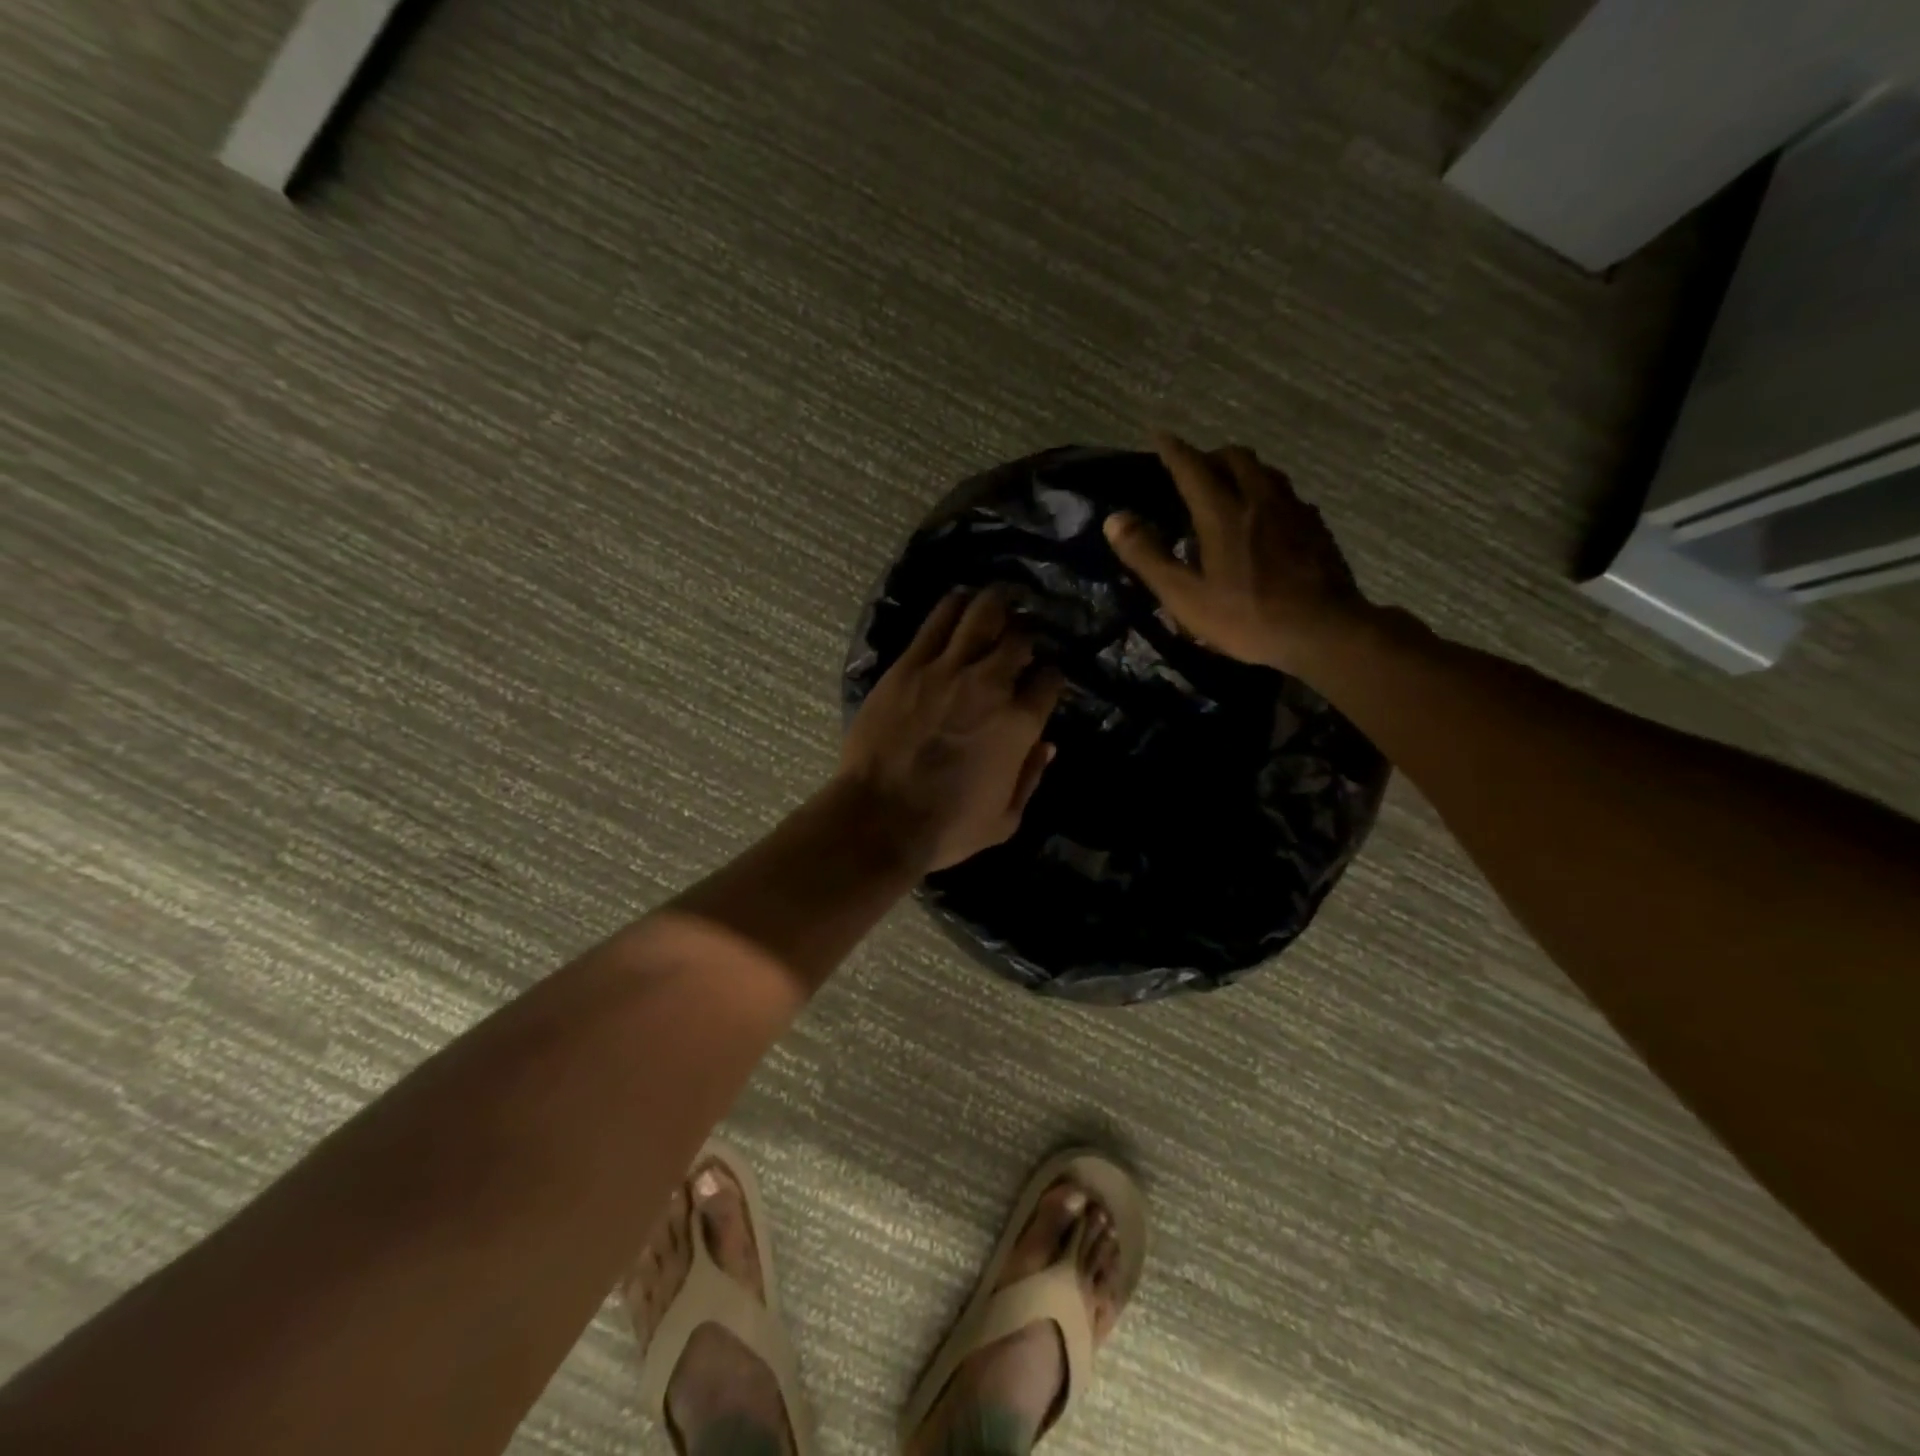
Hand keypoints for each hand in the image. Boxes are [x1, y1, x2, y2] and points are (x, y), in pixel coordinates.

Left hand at [840, 588, 1064, 870]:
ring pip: (982, 615)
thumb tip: (1048, 745)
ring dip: (997, 605)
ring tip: (1000, 602)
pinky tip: (961, 600)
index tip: (1043, 680)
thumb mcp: (1005, 820)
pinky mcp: (909, 665)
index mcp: (1019, 724)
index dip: (1051, 677)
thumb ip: (1031, 777)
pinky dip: (955, 605)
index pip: (1049, 680)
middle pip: (1021, 639)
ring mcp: (947, 670)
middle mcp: (990, 686)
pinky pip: (937, 621)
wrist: (879, 819)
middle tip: (1022, 638)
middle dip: (1027, 636)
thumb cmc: (946, 829)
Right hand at [1103, 433, 1373, 674]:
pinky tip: (1264, 519)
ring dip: (1241, 470)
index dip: (1172, 450)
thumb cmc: (1246, 617)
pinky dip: (1266, 494)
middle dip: (1210, 456)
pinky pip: (1286, 495)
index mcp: (1223, 513)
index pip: (1192, 467)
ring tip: (1227, 489)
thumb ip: (1148, 556)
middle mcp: (1260, 500)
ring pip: (1265, 472)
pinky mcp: (1316, 528)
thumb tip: (1116, 519)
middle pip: (1235, 458)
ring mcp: (1294, 511)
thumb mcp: (1185, 596)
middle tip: (1193, 470)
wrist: (1323, 631)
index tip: (1159, 435)